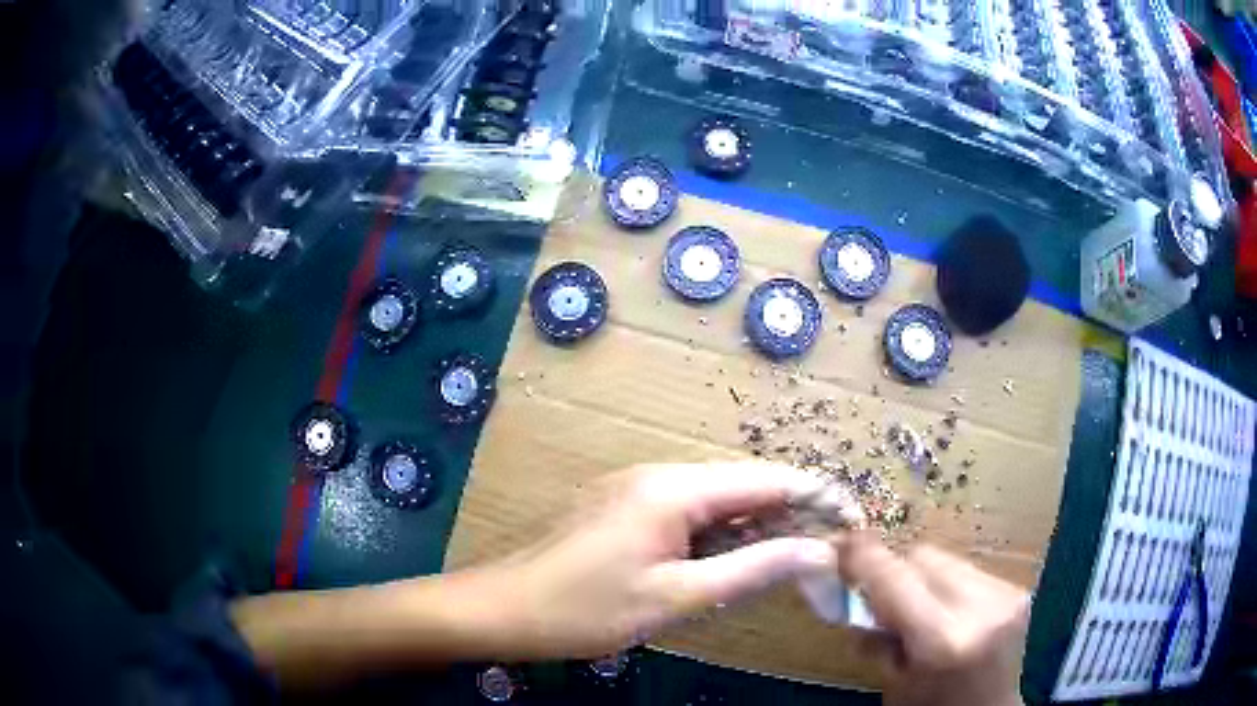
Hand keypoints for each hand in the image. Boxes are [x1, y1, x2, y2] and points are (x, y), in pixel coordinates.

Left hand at [479, 462, 839, 659]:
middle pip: (742, 486)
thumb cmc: (586, 610)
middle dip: (791, 511)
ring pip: (717, 501)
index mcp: (673, 489)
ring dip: (758, 524)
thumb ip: (751, 569)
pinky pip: (689, 514)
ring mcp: (638, 489)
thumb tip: (817, 552)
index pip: (764, 480)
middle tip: (833, 543)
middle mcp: (659, 475)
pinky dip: (722, 534)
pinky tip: (742, 556)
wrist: (505, 608)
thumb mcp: (676, 597)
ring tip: (801, 553)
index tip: (854, 516)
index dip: (814, 495)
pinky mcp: (626, 508)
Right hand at [836, 532, 1028, 705]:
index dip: (863, 557)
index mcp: (943, 641)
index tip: (838, 543)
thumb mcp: (891, 681)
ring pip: (947, 558)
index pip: (895, 579)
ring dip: (924, 578)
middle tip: (882, 600)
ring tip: (921, 612)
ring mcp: (1005, 595)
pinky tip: (950, 614)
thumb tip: (851, 588)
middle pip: (923, 556)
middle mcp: (980, 608)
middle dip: (896, 573)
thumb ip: (874, 634)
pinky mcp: (1017, 589)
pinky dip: (949, 585)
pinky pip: (969, 569)